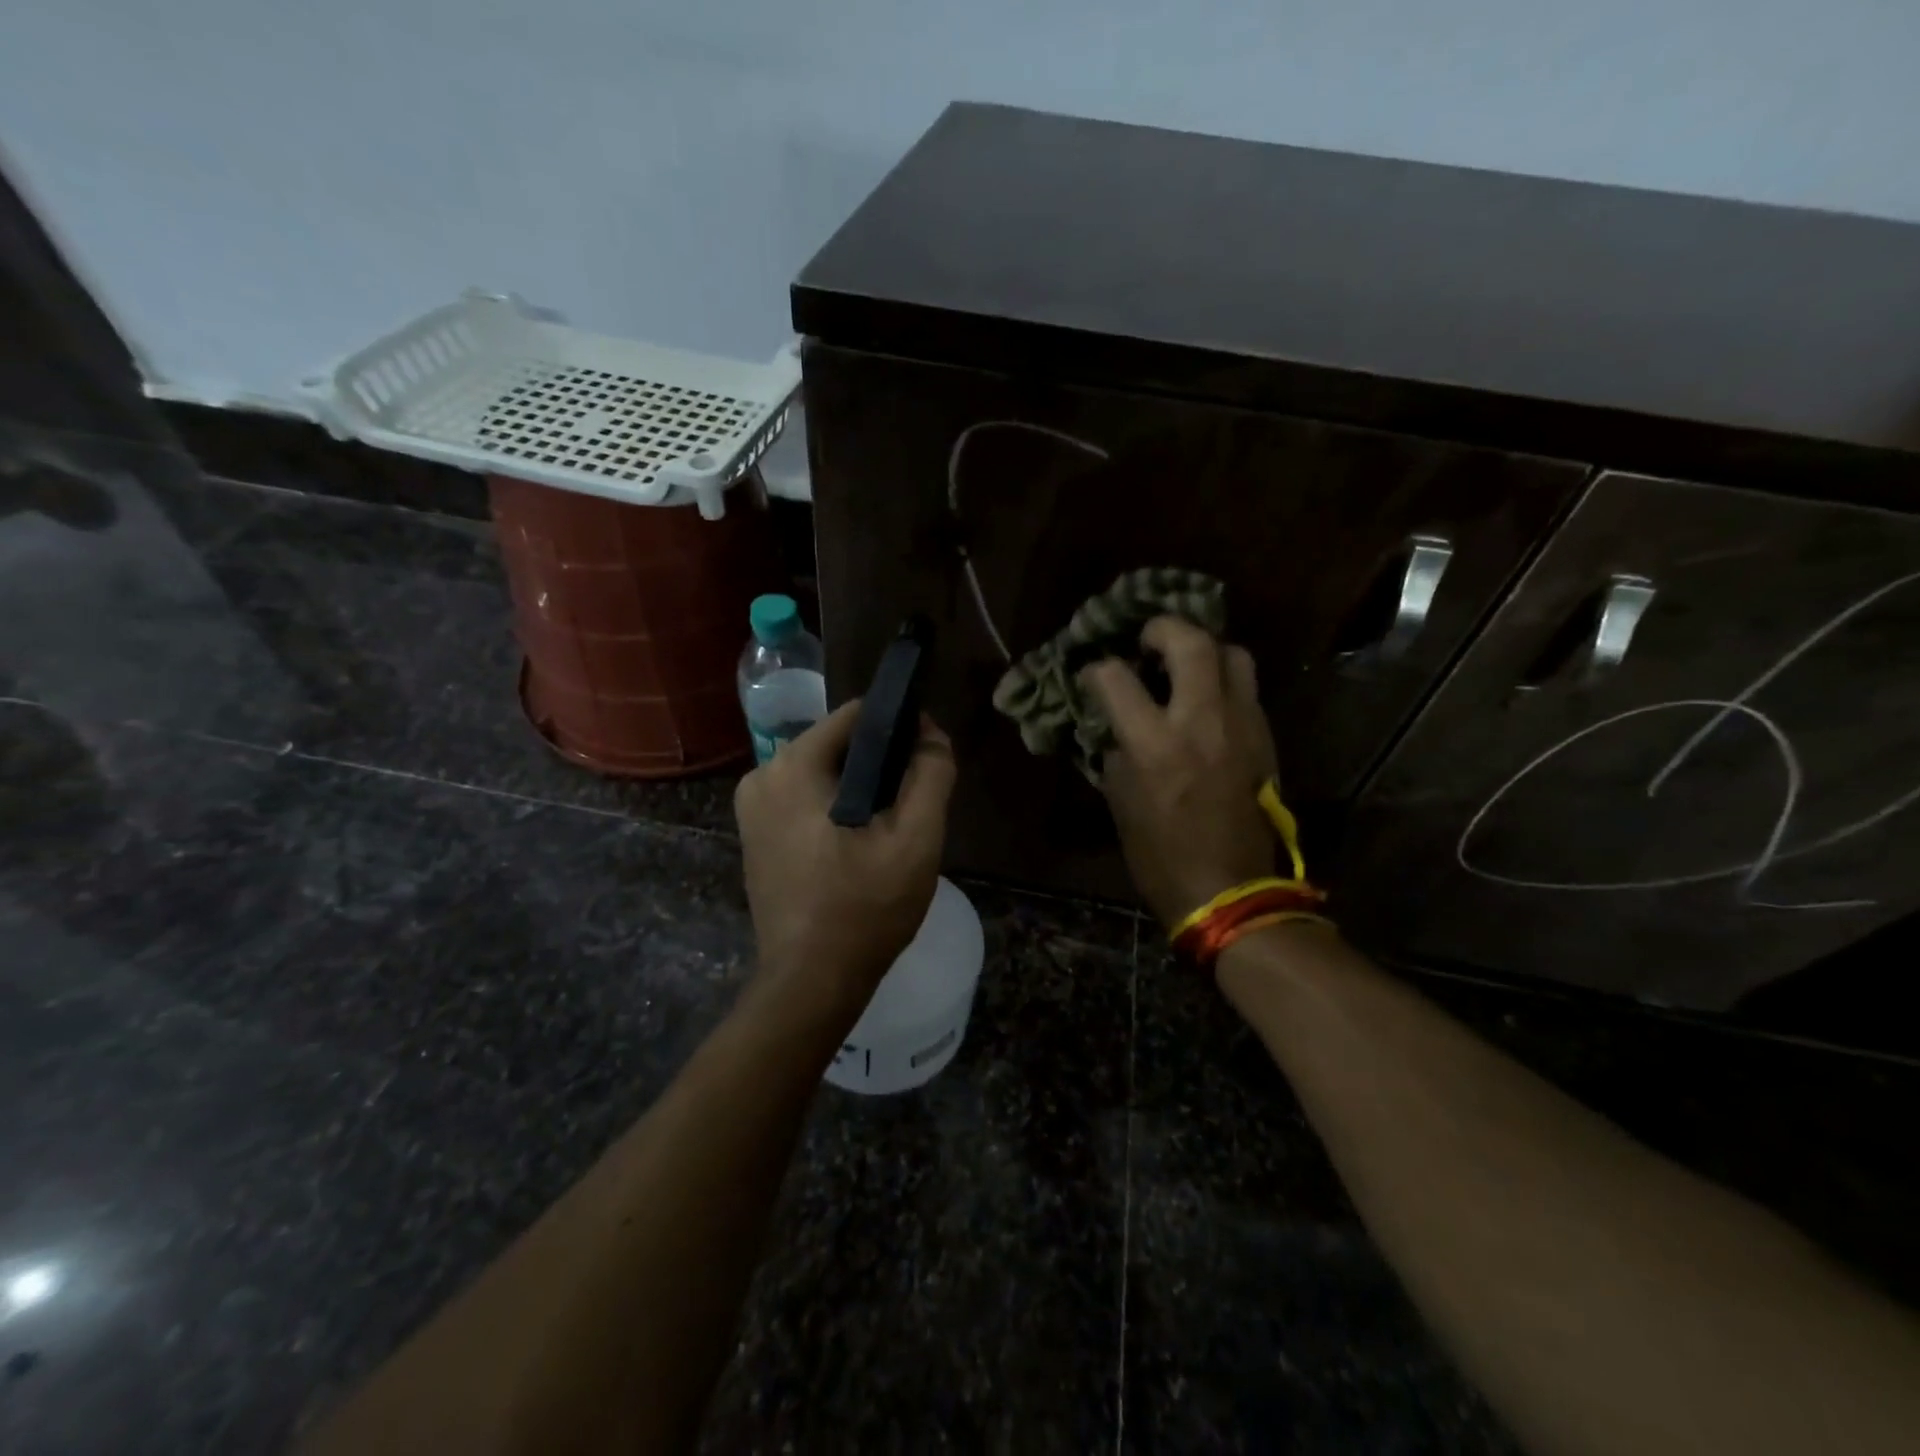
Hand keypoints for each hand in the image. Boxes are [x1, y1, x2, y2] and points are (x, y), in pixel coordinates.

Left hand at [734, 701, 956, 1011]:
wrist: (811, 981)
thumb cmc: (866, 907)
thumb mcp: (916, 838)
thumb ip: (931, 773)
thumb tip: (931, 731)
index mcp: (793, 765)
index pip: (857, 715)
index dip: (899, 727)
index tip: (926, 756)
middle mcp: (762, 775)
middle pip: (837, 744)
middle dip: (878, 762)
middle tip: (911, 800)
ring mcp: (751, 808)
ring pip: (821, 772)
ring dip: (858, 787)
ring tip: (889, 825)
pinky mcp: (754, 835)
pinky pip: (803, 799)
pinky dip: (833, 807)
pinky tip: (857, 842)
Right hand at [1081, 617, 1279, 928]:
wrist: (1230, 890)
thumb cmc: (1161, 855)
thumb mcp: (1120, 802)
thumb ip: (1117, 751)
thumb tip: (1117, 723)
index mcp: (1155, 744)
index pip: (1116, 678)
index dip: (1097, 670)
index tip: (1092, 675)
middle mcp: (1202, 721)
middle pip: (1190, 642)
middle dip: (1162, 628)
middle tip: (1146, 638)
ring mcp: (1242, 725)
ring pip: (1233, 654)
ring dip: (1205, 648)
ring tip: (1185, 662)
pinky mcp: (1265, 738)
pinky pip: (1247, 688)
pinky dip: (1224, 680)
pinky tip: (1207, 699)